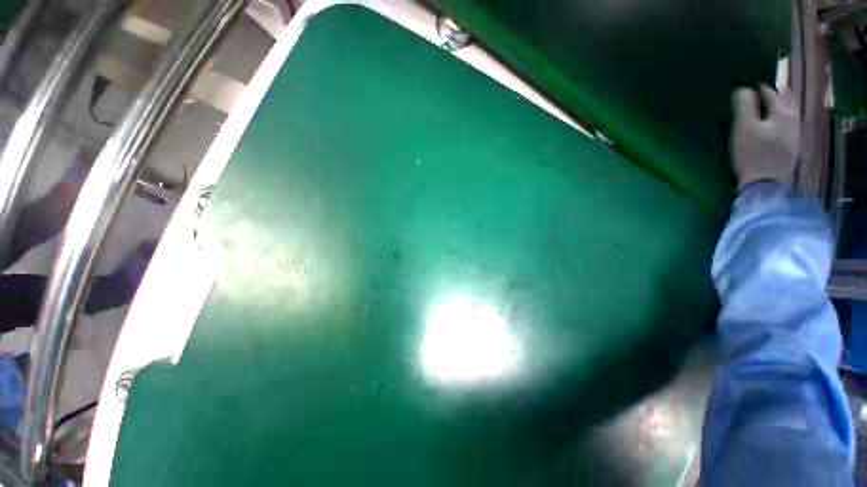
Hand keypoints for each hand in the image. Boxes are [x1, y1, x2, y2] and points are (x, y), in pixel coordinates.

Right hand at [731, 85, 799, 190]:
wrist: (766, 184)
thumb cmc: (753, 154)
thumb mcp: (744, 128)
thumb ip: (744, 105)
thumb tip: (742, 89)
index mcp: (783, 111)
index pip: (770, 91)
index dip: (757, 87)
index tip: (744, 88)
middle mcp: (794, 118)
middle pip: (785, 99)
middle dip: (772, 93)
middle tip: (757, 93)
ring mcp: (795, 133)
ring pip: (788, 111)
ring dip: (777, 106)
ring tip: (764, 107)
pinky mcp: (792, 146)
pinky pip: (787, 124)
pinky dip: (779, 119)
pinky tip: (772, 124)